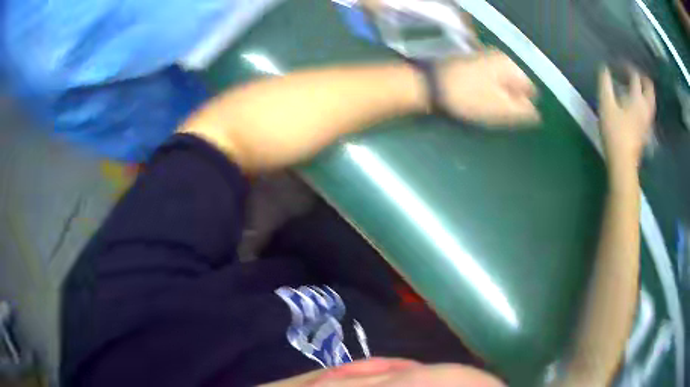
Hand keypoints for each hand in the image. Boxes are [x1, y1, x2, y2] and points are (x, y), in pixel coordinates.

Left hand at [436, 50, 539, 125]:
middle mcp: (500, 59)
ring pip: (502, 85)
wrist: (431, 86)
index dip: (524, 105)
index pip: (530, 89)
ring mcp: (485, 60)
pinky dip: (486, 93)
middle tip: (495, 112)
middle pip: (516, 86)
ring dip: (498, 99)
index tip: (509, 114)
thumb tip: (537, 115)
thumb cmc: (469, 98)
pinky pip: (488, 83)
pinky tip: (475, 100)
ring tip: (483, 107)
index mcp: (510, 66)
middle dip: (511, 101)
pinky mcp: (472, 66)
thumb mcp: (501, 109)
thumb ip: (523, 111)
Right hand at [598, 67, 655, 168]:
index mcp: (637, 98)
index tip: (619, 63)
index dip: (627, 67)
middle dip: (643, 77)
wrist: (623, 162)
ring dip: (646, 90)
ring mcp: (648, 120)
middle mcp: (645, 107)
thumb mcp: (606, 104)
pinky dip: (646, 101)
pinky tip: (639, 103)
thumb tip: (604, 68)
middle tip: (635, 73)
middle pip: (650, 88)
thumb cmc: (614, 132)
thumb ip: (605, 84)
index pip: (635, 76)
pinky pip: (649, 110)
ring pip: (651, 100)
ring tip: (638, 86)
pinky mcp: (646, 129)